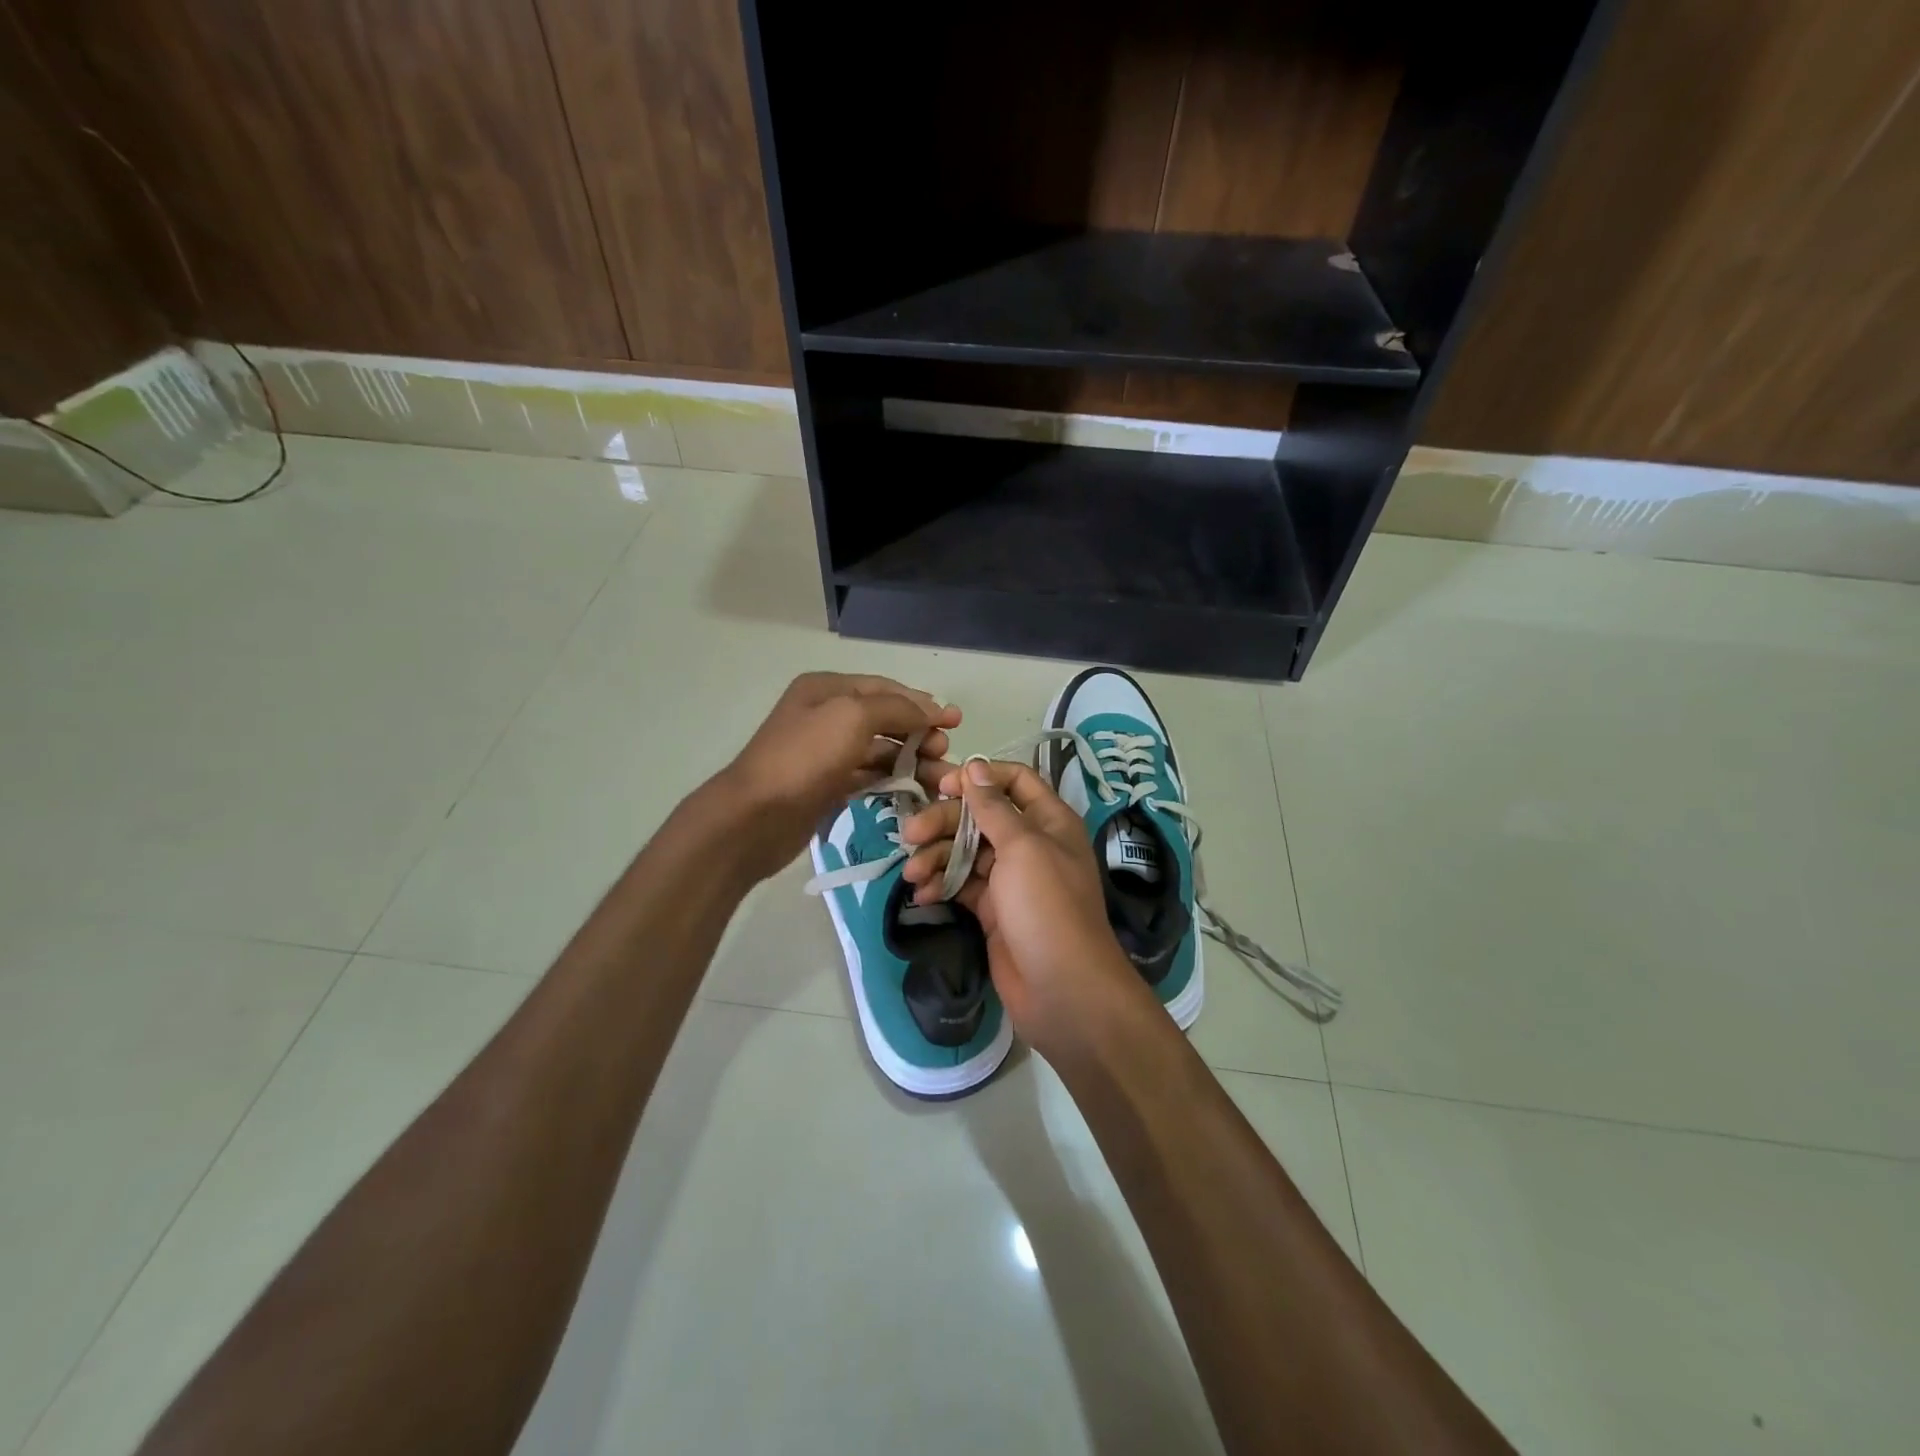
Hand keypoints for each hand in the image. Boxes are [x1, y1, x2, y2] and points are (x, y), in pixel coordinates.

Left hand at [715, 672, 958, 882]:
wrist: (754, 817)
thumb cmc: (804, 758)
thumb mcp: (853, 716)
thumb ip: (896, 708)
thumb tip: (932, 709)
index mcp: (827, 689)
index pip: (886, 688)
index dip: (923, 703)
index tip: (956, 721)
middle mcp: (826, 715)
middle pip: (885, 719)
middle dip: (920, 733)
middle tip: (945, 754)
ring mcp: (826, 753)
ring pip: (880, 751)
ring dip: (912, 761)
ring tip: (941, 780)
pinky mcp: (827, 786)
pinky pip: (868, 777)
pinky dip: (892, 781)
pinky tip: (915, 792)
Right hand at [900, 759, 1151, 1058]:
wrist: (1061, 989)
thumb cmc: (1046, 907)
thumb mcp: (1022, 847)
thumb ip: (994, 807)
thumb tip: (975, 766)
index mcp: (1048, 821)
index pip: (1014, 781)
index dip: (979, 778)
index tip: (943, 786)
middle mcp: (1030, 844)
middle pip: (980, 817)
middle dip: (943, 822)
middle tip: (909, 834)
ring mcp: (1010, 878)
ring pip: (966, 852)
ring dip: (936, 857)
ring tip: (911, 873)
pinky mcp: (993, 909)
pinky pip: (961, 884)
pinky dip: (941, 885)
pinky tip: (921, 895)